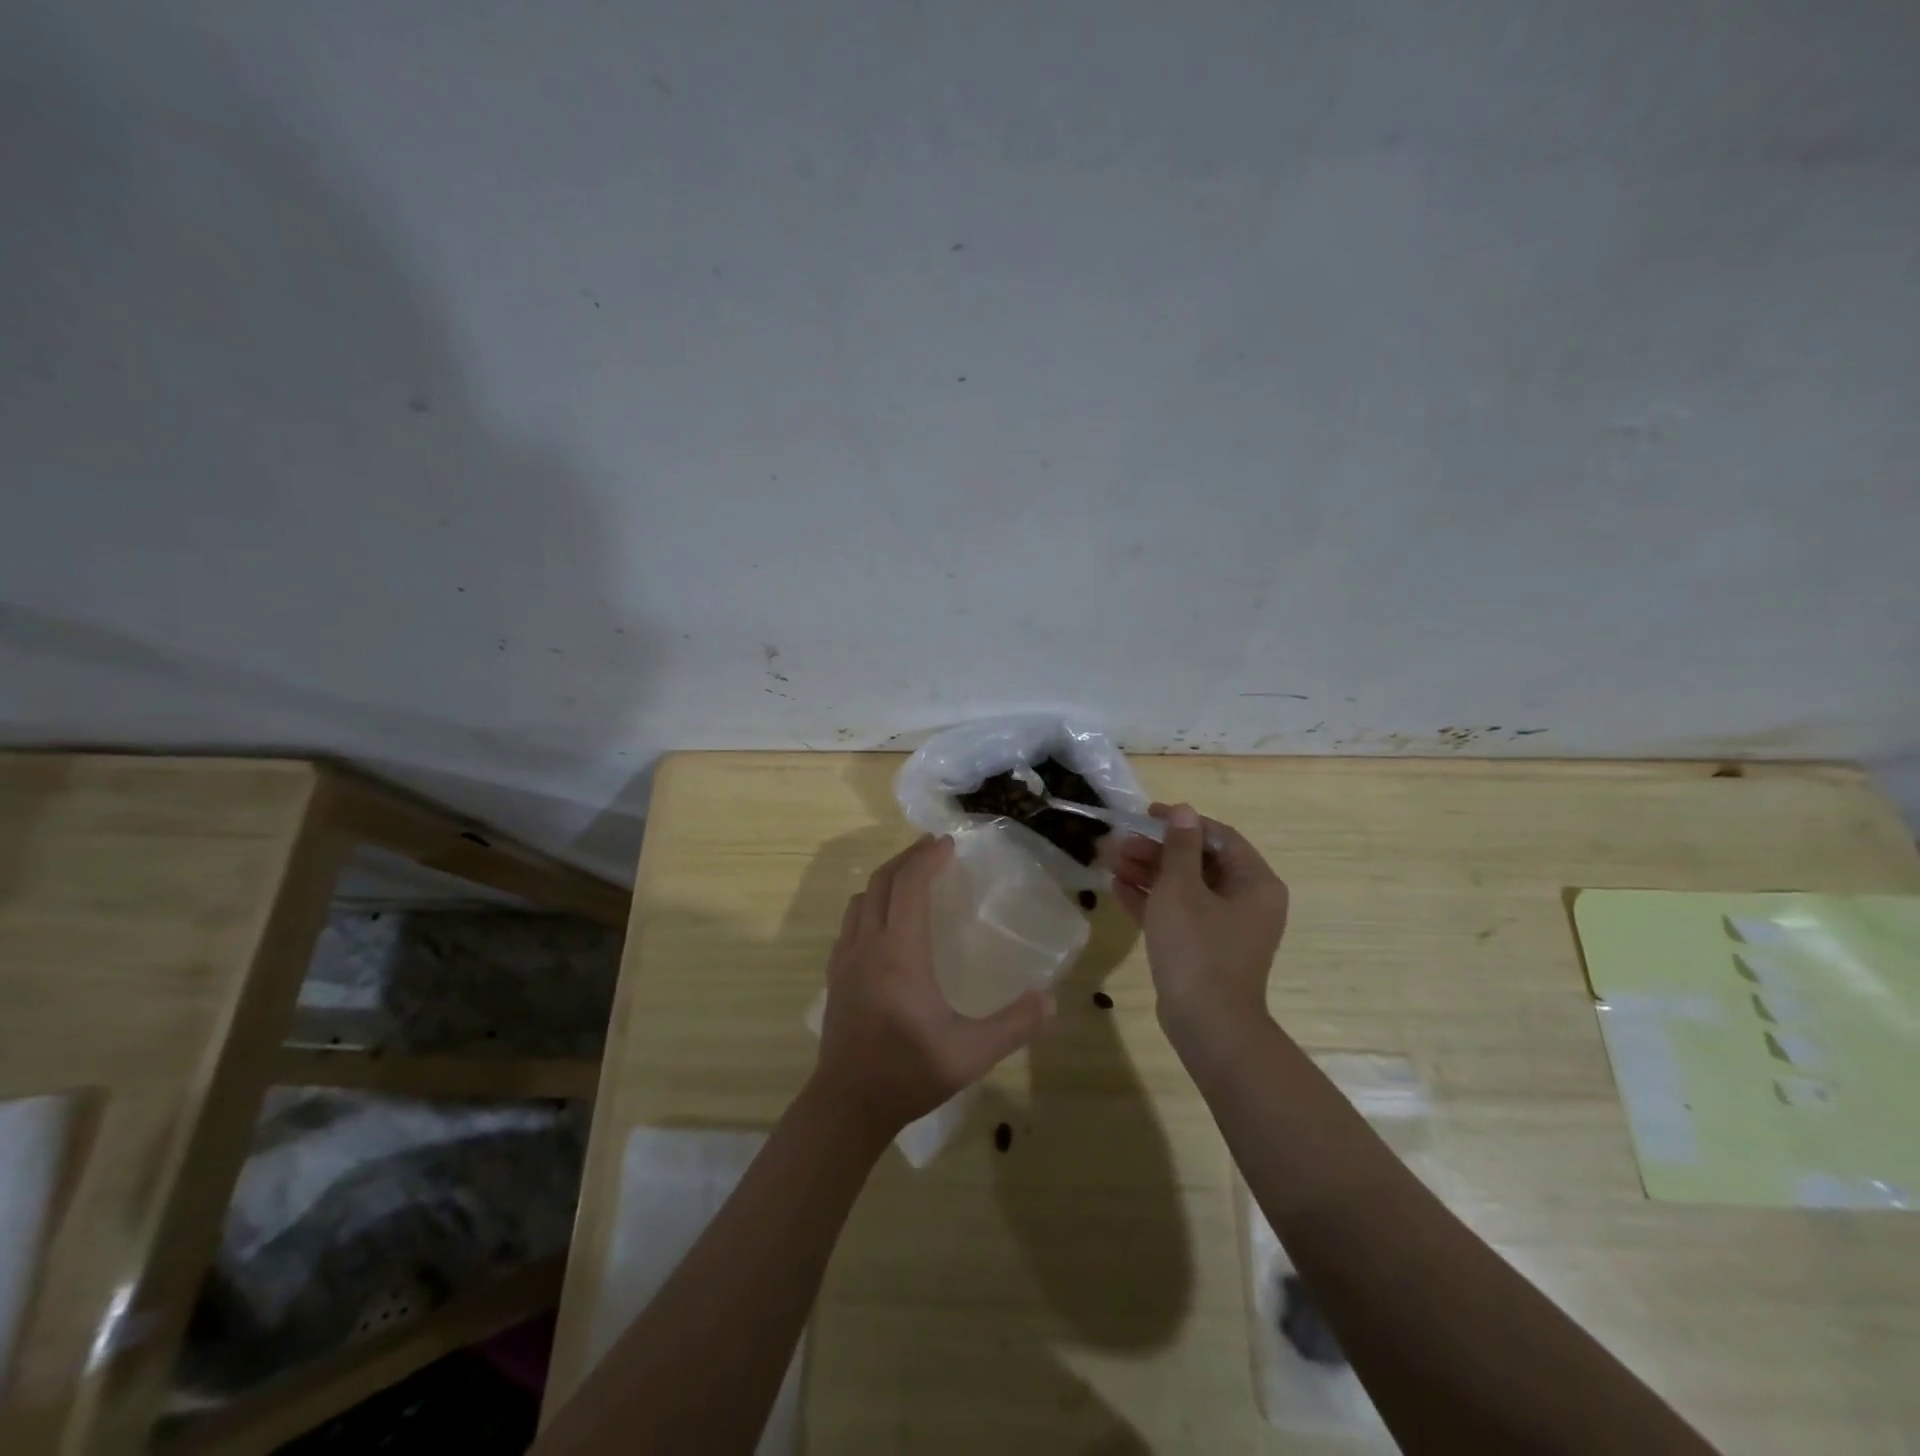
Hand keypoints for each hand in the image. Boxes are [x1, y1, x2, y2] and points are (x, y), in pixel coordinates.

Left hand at [811, 834, 1054, 1138]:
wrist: (847, 1105)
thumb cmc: (909, 1073)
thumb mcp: (971, 1054)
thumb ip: (1014, 1025)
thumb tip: (1052, 1000)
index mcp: (899, 952)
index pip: (908, 885)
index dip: (927, 858)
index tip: (948, 844)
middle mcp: (868, 944)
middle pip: (882, 881)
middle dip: (907, 858)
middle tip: (933, 849)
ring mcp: (846, 959)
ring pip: (861, 899)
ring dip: (886, 879)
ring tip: (911, 878)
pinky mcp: (836, 975)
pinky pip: (851, 921)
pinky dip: (871, 904)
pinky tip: (886, 922)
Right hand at [1105, 803, 1289, 1042]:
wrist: (1206, 1024)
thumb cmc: (1197, 947)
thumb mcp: (1182, 889)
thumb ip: (1180, 847)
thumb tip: (1184, 811)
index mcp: (1254, 882)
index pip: (1218, 837)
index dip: (1181, 823)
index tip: (1146, 815)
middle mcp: (1245, 901)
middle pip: (1197, 862)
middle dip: (1155, 850)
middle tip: (1119, 842)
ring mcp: (1224, 927)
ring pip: (1183, 888)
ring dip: (1147, 872)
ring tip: (1108, 860)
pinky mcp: (1202, 948)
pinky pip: (1177, 913)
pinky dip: (1150, 900)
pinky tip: (1117, 887)